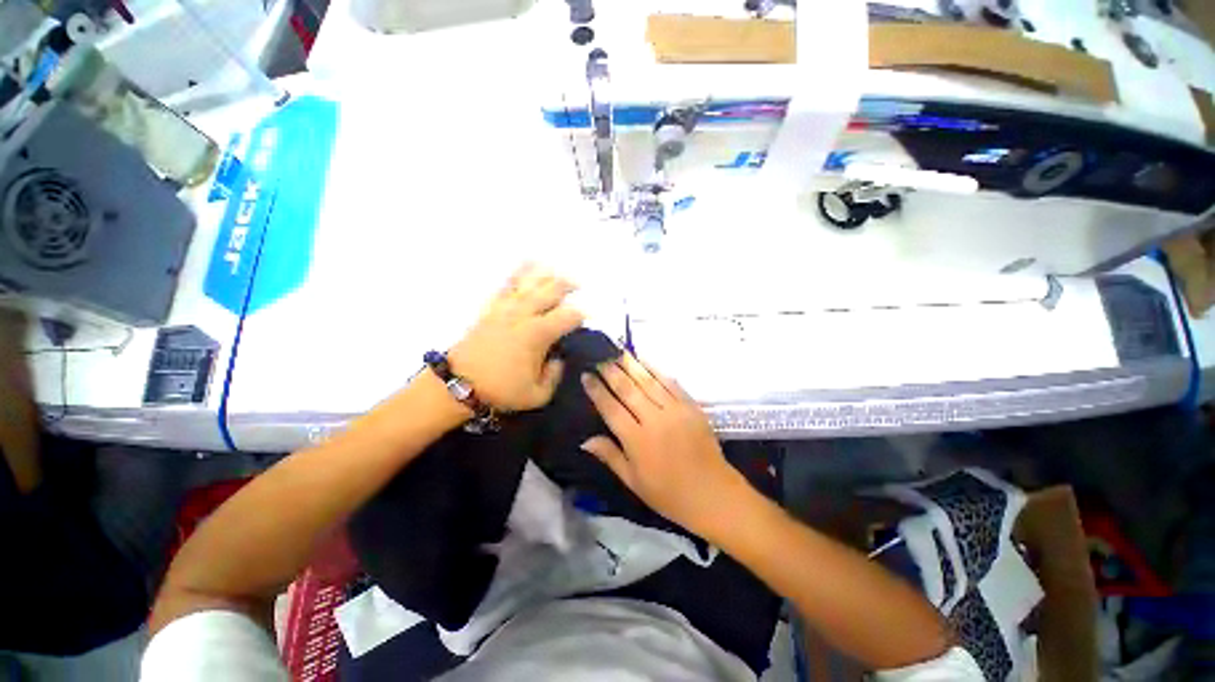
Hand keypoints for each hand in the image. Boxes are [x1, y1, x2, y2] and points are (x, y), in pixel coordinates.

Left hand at [448, 265, 583, 411]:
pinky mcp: (491, 307)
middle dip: (568, 285)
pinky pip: (507, 284)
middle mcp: (524, 314)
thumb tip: (559, 358)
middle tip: (579, 286)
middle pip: (551, 290)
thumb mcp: (538, 395)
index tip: (585, 320)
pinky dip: (519, 273)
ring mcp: (506, 308)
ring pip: (530, 282)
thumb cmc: (500, 391)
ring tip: (557, 273)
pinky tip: (527, 265)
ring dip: (547, 275)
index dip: (581, 315)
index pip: (568, 316)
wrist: (458, 385)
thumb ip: (555, 375)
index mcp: (538, 334)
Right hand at [580, 354, 749, 537]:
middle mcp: (654, 420)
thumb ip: (610, 456)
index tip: (586, 375)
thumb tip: (585, 440)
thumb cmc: (668, 494)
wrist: (712, 493)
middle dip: (612, 372)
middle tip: (601, 359)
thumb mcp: (633, 481)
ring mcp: (675, 410)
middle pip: (628, 390)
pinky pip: (671, 383)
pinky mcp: (691, 406)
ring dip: (632, 365)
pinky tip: (646, 361)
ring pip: (649, 382)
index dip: (597, 391)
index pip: (611, 409)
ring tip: (619, 353)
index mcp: (636, 440)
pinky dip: (657, 370)